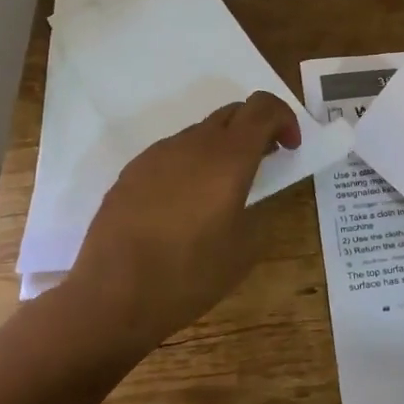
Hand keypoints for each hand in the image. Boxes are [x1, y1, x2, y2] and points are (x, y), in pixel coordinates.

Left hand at [66, 91, 300, 350]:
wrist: (112, 296)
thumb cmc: (189, 274)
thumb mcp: (246, 249)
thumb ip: (259, 209)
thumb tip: (251, 194)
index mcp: (228, 157)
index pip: (263, 107)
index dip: (284, 118)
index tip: (290, 148)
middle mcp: (193, 143)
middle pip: (233, 113)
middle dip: (256, 130)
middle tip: (263, 164)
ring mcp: (158, 154)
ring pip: (201, 133)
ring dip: (222, 148)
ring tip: (220, 191)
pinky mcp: (133, 171)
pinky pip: (173, 153)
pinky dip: (192, 164)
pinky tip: (183, 206)